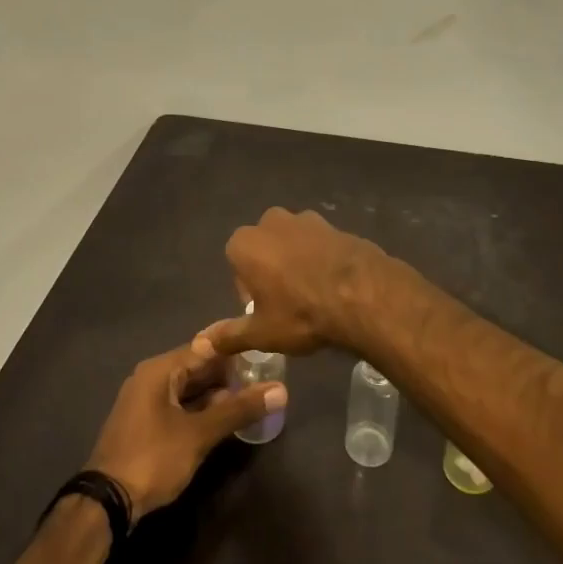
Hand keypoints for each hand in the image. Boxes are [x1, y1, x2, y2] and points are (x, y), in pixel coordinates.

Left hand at [84, 337, 287, 519]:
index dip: (235, 351)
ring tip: (252, 400)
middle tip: (264, 381)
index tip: (265, 355)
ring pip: (189, 389)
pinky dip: (201, 410)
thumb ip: (238, 409)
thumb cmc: (153, 458)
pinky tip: (225, 420)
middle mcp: (150, 378)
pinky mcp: (146, 423)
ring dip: (216, 395)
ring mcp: (146, 401)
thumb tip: (280, 389)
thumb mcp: (199, 434)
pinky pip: (180, 406)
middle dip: (228, 375)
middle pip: (196, 367)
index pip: (204, 348)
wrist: (107, 501)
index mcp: (160, 370)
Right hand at [207, 207, 393, 357]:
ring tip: (314, 295)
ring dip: (297, 262)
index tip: (265, 311)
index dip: (249, 292)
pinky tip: (334, 285)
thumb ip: (228, 335)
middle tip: (288, 304)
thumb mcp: (261, 333)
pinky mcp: (335, 224)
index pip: (236, 266)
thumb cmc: (301, 313)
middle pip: (263, 250)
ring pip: (292, 244)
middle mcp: (271, 222)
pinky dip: (321, 259)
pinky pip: (319, 244)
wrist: (362, 295)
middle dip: (271, 271)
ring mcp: (306, 219)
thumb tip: (200, 343)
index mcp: (245, 243)